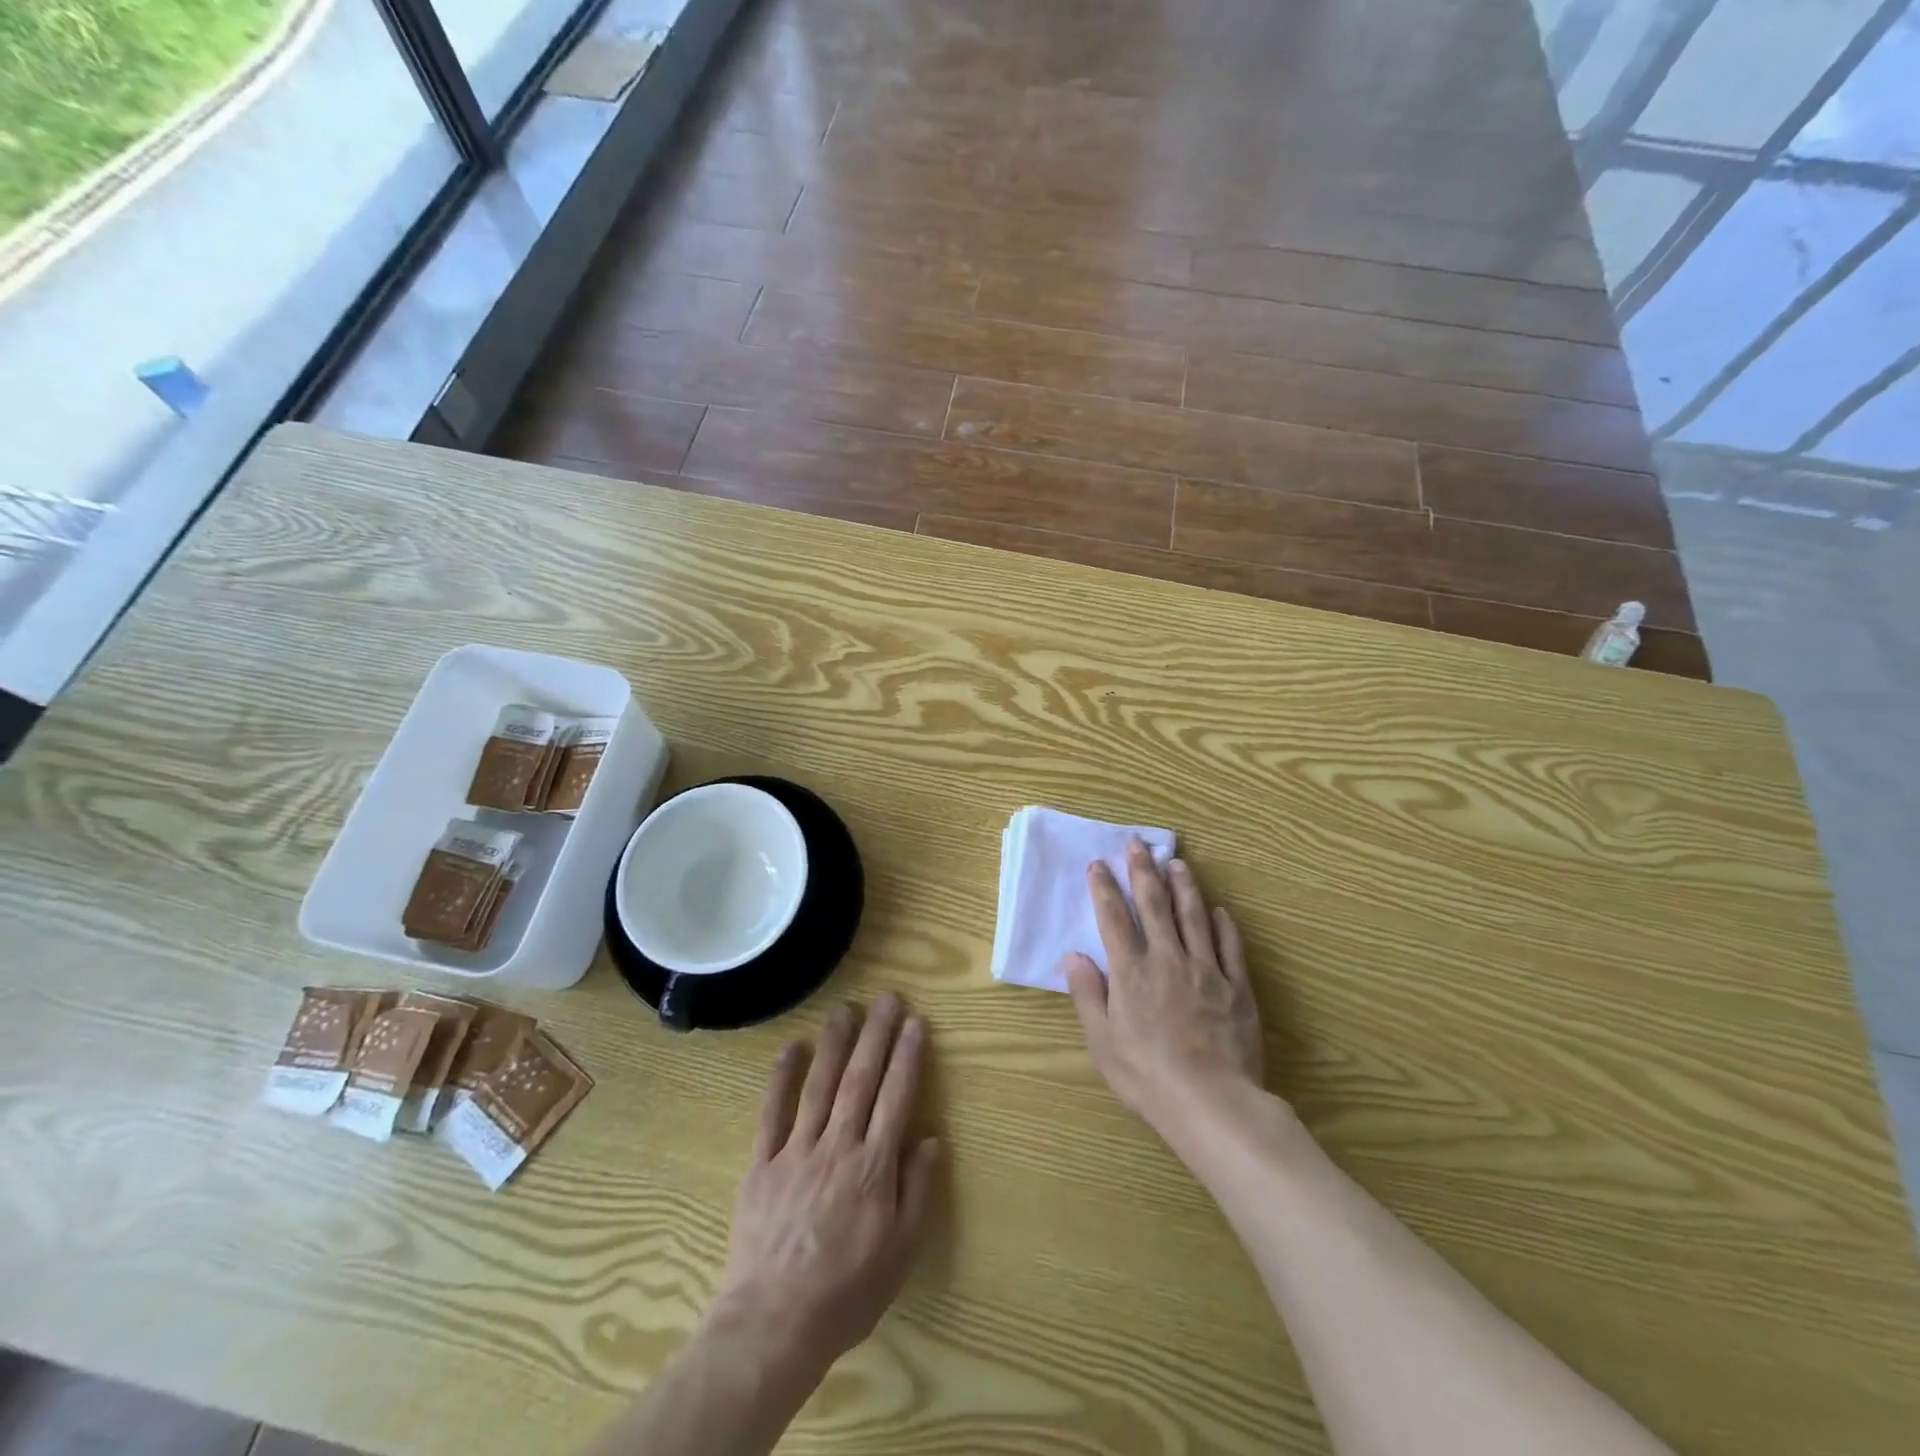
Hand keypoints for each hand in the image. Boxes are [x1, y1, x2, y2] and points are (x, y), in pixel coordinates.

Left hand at [712, 995, 939, 1373]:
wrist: (773, 1325)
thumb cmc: (846, 1293)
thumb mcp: (899, 1254)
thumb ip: (916, 1191)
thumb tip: (930, 1138)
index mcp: (873, 1167)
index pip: (896, 1098)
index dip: (906, 1057)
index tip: (914, 1022)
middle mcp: (837, 1146)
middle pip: (860, 1080)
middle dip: (876, 1035)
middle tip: (886, 999)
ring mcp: (796, 1151)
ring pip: (820, 1086)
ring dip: (835, 1044)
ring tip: (845, 1009)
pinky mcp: (762, 1164)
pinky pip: (772, 1113)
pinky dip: (782, 1078)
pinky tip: (792, 1048)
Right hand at [1060, 841, 1263, 1143]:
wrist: (1212, 1104)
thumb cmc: (1148, 1077)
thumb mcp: (1103, 1042)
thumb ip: (1088, 995)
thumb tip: (1072, 956)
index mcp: (1131, 972)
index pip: (1114, 918)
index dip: (1105, 888)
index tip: (1099, 864)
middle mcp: (1167, 960)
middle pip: (1154, 905)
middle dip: (1143, 871)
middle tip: (1138, 844)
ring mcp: (1206, 970)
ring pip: (1193, 916)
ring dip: (1184, 886)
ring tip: (1177, 863)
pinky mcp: (1237, 987)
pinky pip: (1230, 947)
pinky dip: (1223, 925)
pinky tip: (1219, 910)